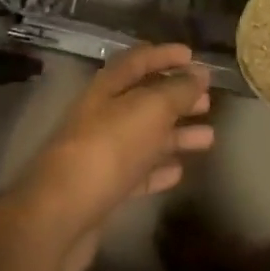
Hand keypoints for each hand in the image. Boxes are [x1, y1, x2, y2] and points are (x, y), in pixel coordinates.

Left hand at [16, 42, 213, 270]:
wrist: (60, 216)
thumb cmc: (108, 149)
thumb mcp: (150, 109)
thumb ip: (178, 90)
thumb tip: (200, 73)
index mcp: (108, 88)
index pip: (138, 60)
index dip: (165, 54)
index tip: (193, 55)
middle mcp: (103, 115)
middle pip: (144, 98)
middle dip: (176, 97)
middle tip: (207, 100)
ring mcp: (102, 153)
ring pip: (145, 136)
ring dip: (176, 134)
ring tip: (208, 137)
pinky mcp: (104, 189)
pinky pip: (138, 171)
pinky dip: (159, 168)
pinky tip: (179, 171)